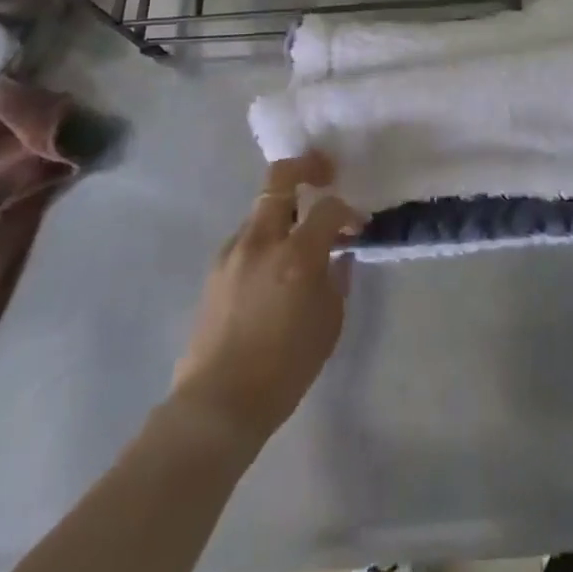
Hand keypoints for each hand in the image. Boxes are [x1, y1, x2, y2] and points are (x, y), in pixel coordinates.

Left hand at [169, 152, 362, 444]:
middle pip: (280, 178)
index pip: (329, 207)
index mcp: (297, 255)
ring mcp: (233, 251)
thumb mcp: (329, 323)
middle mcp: (262, 241)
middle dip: (306, 167)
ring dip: (283, 208)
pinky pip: (247, 237)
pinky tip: (273, 266)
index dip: (348, 211)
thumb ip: (337, 279)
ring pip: (261, 208)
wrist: (218, 404)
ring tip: (299, 234)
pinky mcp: (215, 268)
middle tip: (324, 174)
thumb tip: (338, 255)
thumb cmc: (285, 368)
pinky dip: (265, 237)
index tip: (357, 226)